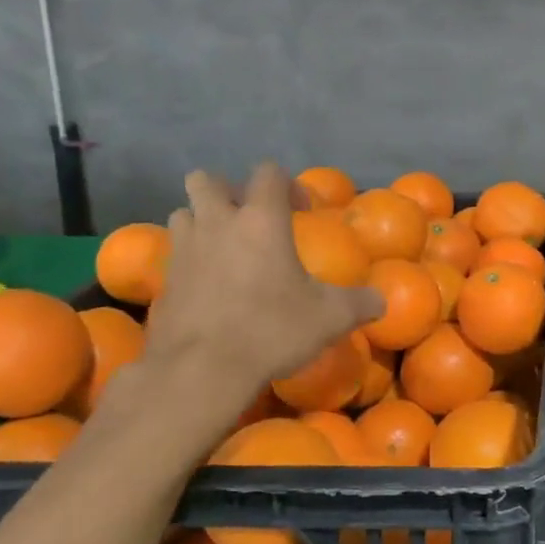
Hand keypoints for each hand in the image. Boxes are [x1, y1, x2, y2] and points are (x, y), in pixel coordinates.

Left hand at [137, 165, 382, 427]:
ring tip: (225, 249)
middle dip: (227, 191)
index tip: (302, 211)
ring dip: (202, 222)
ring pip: (184, 214)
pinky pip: (175, 254)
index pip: (268, 173)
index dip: (287, 184)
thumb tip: (381, 300)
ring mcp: (184, 250)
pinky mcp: (163, 281)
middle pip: (206, 180)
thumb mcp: (330, 318)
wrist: (201, 370)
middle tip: (249, 219)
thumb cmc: (271, 329)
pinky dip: (191, 260)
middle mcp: (217, 223)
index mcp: (261, 220)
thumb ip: (360, 303)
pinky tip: (210, 287)